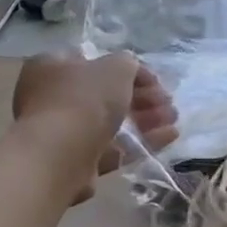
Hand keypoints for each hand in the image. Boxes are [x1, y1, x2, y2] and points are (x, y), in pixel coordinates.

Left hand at [12, 52, 178, 202]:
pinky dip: (140, 142)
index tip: (155, 80)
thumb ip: (128, 64)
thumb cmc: (84, 100)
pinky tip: (169, 137)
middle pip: (105, 96)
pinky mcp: (78, 162)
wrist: (60, 155)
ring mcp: (64, 133)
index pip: (96, 63)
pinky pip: (114, 148)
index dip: (129, 70)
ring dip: (145, 120)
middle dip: (142, 98)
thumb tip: (130, 70)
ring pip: (112, 123)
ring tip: (173, 119)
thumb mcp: (115, 67)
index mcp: (53, 67)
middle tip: (168, 102)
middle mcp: (53, 98)